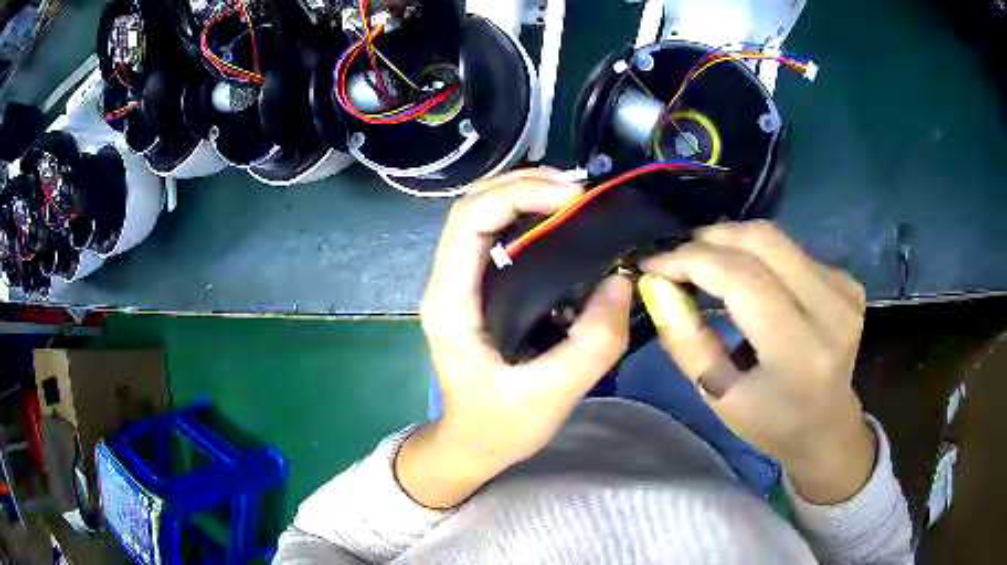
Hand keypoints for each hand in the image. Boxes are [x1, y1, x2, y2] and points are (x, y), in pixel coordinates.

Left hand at [396, 169, 633, 508]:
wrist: (470, 445)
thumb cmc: (499, 427)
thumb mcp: (552, 395)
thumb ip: (593, 343)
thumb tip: (621, 283)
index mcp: (452, 304)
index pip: (469, 221)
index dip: (519, 194)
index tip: (573, 198)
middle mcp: (447, 283)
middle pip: (472, 206)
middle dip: (524, 185)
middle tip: (580, 191)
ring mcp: (459, 284)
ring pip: (482, 215)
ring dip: (525, 195)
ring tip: (575, 199)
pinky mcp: (477, 290)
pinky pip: (496, 236)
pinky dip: (528, 217)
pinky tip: (562, 224)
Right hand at [640, 221, 874, 503]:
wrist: (826, 425)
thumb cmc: (769, 421)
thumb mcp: (717, 395)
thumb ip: (686, 340)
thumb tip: (657, 285)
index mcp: (800, 352)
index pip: (743, 279)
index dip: (693, 260)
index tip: (654, 263)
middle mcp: (831, 310)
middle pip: (763, 241)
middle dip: (710, 239)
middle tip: (677, 257)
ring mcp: (844, 290)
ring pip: (776, 239)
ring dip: (732, 243)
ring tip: (706, 265)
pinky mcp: (847, 280)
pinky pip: (792, 250)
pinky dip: (759, 255)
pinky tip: (749, 278)